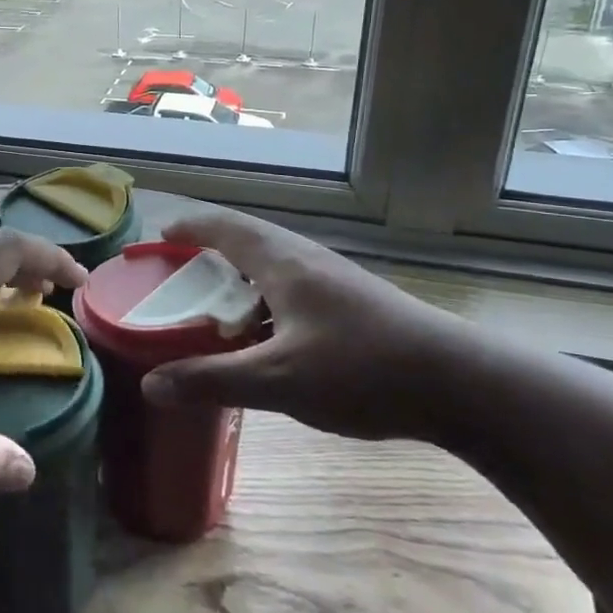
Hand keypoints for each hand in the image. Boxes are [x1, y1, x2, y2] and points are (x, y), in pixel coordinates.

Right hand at [141, 206, 467, 441]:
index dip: (188, 228)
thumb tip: (150, 385)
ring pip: (271, 265)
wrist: (462, 384)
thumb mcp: (278, 380)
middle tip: (176, 275)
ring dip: (236, 277)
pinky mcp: (352, 303)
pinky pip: (291, 288)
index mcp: (283, 262)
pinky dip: (262, 299)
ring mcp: (333, 280)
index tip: (159, 238)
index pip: (223, 226)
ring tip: (212, 306)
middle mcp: (306, 260)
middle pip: (246, 239)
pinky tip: (264, 336)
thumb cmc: (363, 370)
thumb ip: (212, 380)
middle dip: (207, 251)